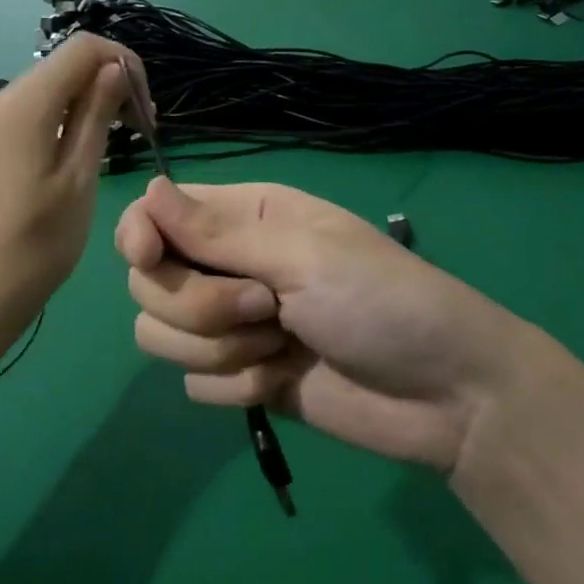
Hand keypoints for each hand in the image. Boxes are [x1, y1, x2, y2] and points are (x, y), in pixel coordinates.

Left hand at [0, 33, 140, 345]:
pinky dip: (58, 117)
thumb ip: (96, 115)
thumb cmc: (37, 246)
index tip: (144, 107)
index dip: (123, 61)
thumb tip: (114, 67)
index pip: (83, 47)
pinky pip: (26, 111)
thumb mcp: (79, 179)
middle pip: (62, 65)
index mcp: (22, 105)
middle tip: (136, 129)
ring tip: (110, 144)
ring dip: (84, 101)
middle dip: (106, 82)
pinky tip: (73, 154)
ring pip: (45, 88)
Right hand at [114, 180, 543, 470]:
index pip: (154, 215)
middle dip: (200, 305)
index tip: (147, 258)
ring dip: (220, 349)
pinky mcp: (239, 378)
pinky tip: (283, 382)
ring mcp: (230, 326)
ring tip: (281, 346)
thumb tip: (147, 188)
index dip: (138, 234)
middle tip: (267, 308)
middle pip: (149, 283)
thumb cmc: (382, 301)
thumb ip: (216, 234)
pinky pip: (194, 385)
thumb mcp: (302, 256)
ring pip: (161, 335)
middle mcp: (226, 266)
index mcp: (242, 217)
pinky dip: (237, 387)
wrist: (445, 396)